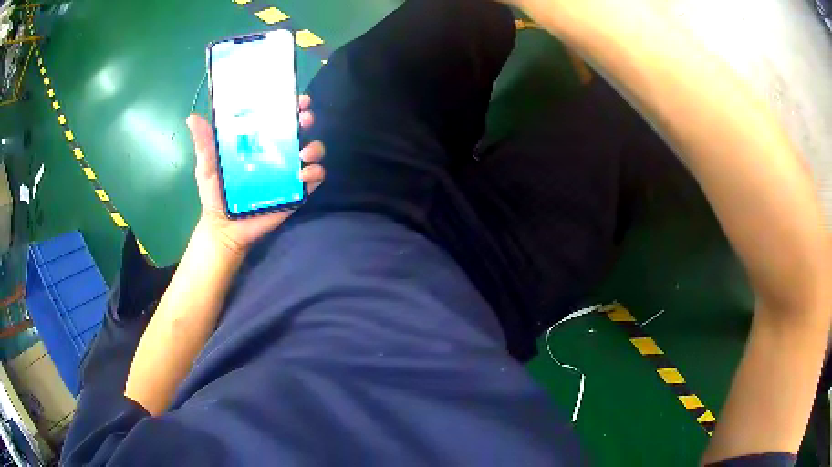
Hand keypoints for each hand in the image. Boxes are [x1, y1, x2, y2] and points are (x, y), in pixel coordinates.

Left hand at [186, 95, 324, 256]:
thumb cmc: (215, 195)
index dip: (289, 104)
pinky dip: (315, 173)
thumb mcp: (207, 167)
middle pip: (298, 129)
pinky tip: (305, 175)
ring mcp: (288, 172)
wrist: (224, 229)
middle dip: (306, 118)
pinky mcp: (296, 192)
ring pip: (312, 151)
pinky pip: (314, 178)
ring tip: (304, 153)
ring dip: (315, 147)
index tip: (296, 97)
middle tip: (304, 118)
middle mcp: (277, 153)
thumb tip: (192, 118)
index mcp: (258, 142)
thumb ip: (204, 145)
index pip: (276, 118)